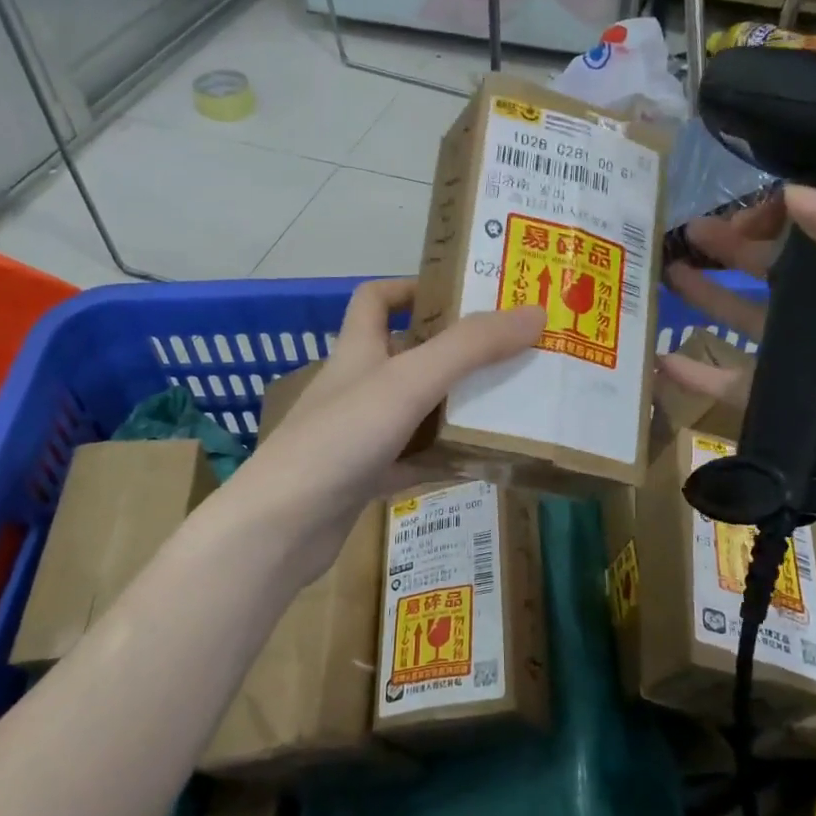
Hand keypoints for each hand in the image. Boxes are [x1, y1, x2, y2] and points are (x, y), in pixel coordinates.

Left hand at [224, 279, 543, 584]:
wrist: (281, 527)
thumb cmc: (341, 438)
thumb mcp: (408, 382)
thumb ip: (470, 348)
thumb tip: (534, 313)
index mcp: (357, 350)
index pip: (376, 299)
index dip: (413, 288)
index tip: (463, 295)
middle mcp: (357, 386)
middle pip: (408, 356)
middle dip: (456, 353)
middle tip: (512, 354)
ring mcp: (359, 436)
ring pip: (416, 412)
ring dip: (456, 408)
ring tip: (512, 405)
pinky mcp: (365, 479)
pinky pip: (414, 461)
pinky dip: (444, 459)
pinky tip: (483, 465)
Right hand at [662, 186, 815, 567]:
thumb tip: (793, 196)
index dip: (791, 214)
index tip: (751, 212)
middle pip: (784, 274)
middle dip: (738, 248)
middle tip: (690, 231)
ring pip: (752, 324)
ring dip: (711, 297)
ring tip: (668, 272)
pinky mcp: (790, 417)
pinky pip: (734, 388)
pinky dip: (697, 374)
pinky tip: (661, 358)